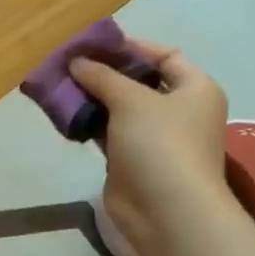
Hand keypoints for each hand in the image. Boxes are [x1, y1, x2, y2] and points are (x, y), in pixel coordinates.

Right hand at [69, 41, 233, 255]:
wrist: (166, 210)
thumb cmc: (160, 144)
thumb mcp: (131, 100)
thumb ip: (101, 76)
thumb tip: (76, 61)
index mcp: (195, 89)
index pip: (166, 55)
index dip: (132, 47)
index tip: (94, 45)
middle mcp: (179, 110)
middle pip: (139, 81)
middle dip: (104, 72)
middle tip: (68, 64)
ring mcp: (155, 136)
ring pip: (119, 107)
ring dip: (91, 97)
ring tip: (59, 86)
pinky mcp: (132, 158)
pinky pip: (107, 130)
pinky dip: (88, 121)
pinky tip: (64, 114)